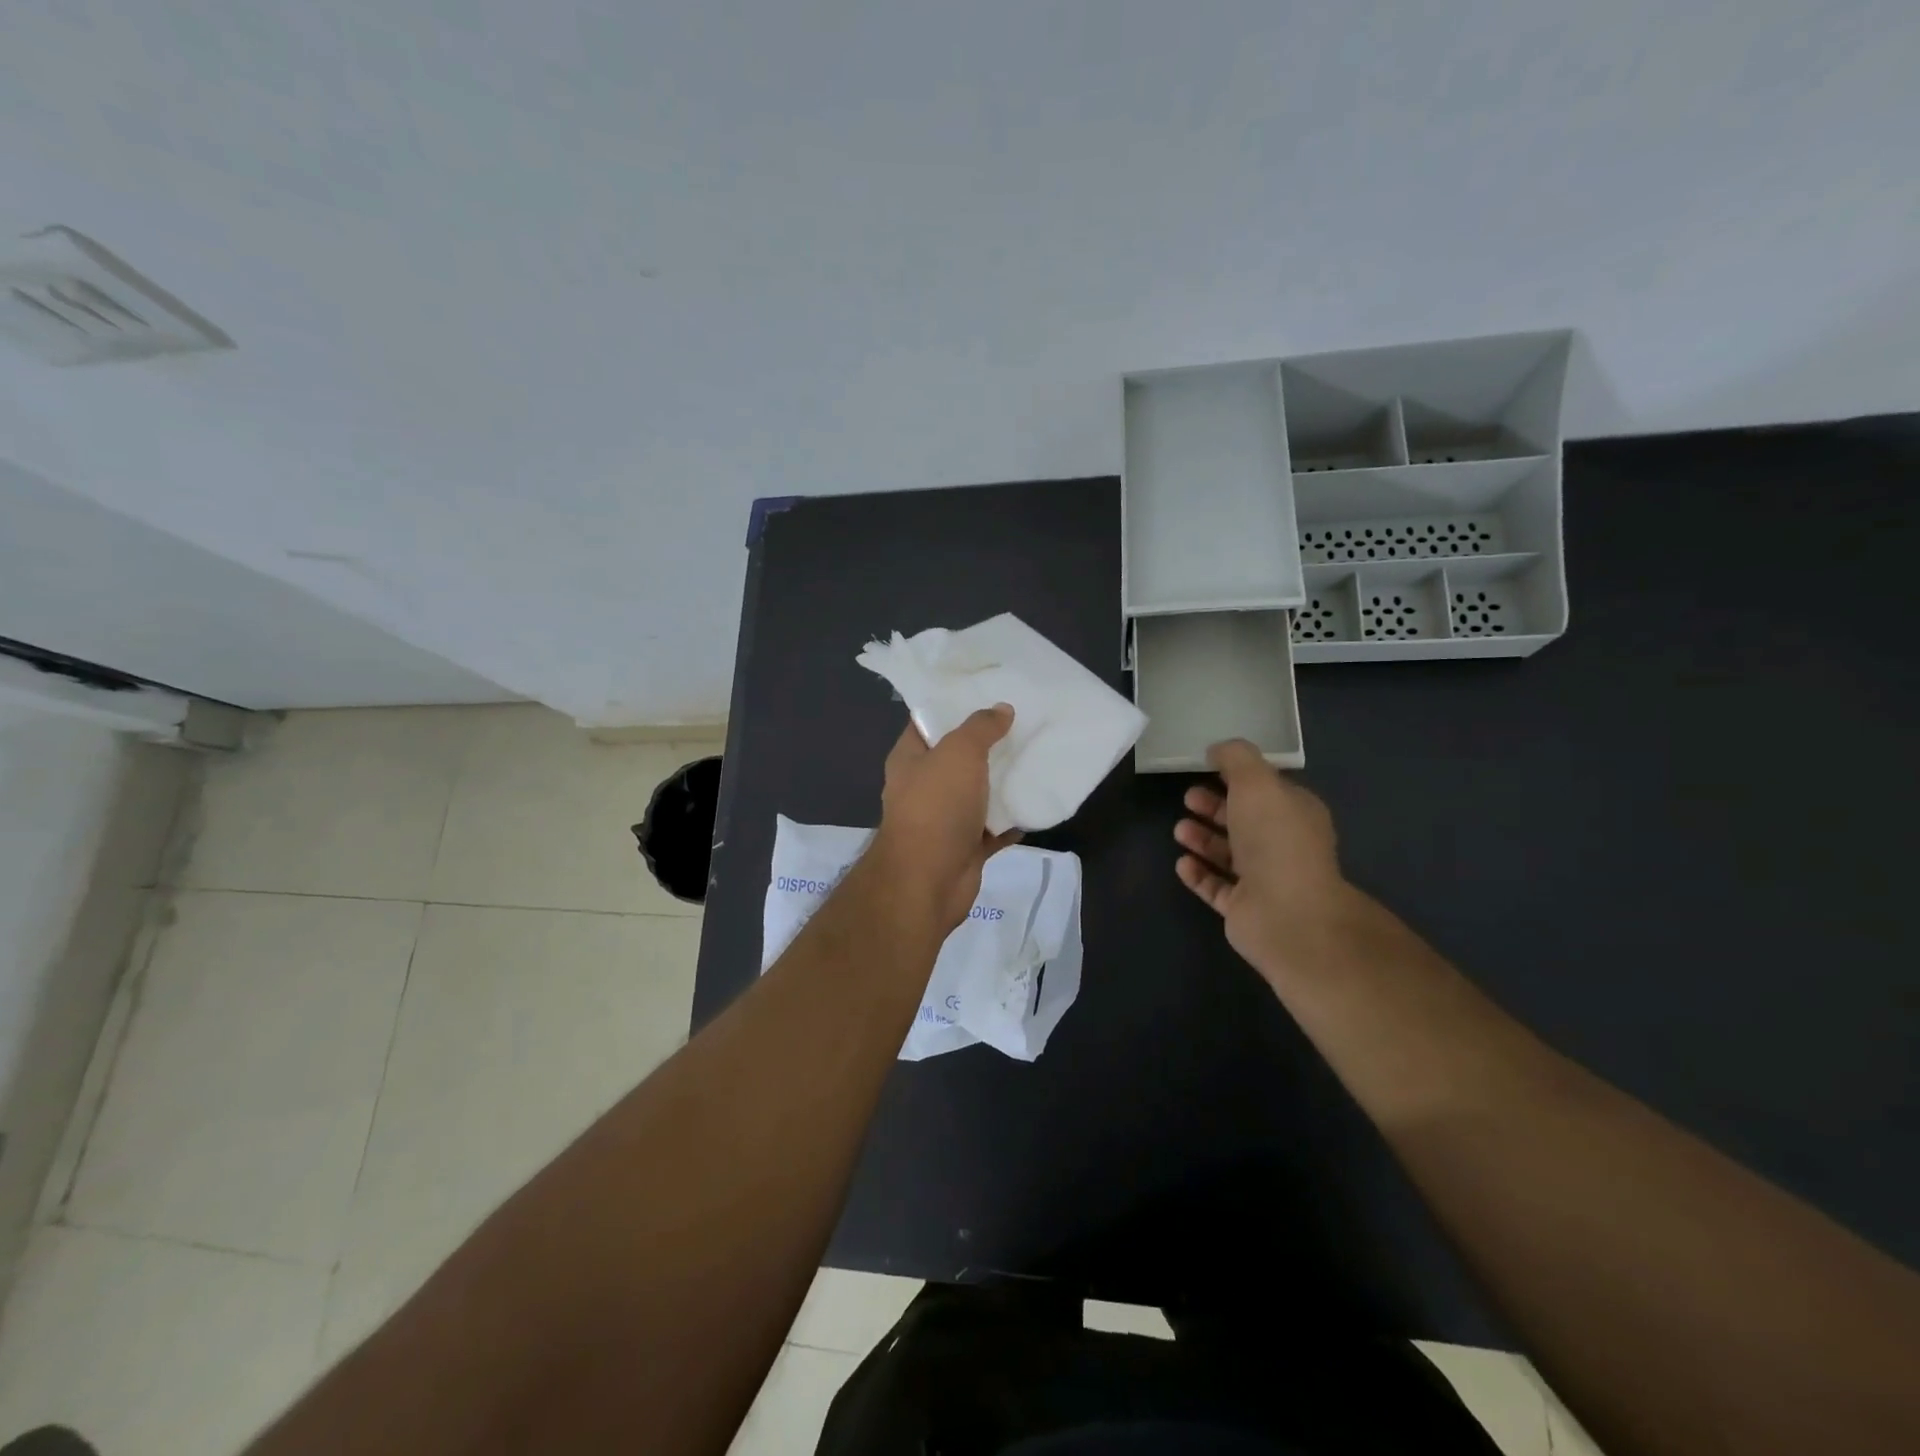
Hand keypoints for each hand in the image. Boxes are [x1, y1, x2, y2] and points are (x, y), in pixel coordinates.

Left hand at [871, 705, 1020, 930]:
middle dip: (988, 743)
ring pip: (978, 793)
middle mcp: (924, 787)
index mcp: (910, 759)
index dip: (954, 704)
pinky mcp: (966, 847)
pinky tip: (1037, 801)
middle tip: (1023, 722)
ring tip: (1037, 755)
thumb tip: (1001, 709)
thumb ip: (980, 728)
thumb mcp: (958, 753)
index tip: (988, 690)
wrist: (928, 881)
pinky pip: (994, 827)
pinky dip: (1013, 819)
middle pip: (958, 757)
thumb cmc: (936, 807)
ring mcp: (944, 819)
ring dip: (1004, 781)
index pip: (929, 721)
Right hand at [1173, 739, 1358, 988]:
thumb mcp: (1256, 782)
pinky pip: (1216, 887)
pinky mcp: (1245, 909)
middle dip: (1215, 807)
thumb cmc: (1275, 840)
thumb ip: (1236, 758)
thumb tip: (1218, 750)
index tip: (1207, 767)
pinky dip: (1198, 874)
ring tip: (1178, 830)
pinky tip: (1182, 864)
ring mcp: (1265, 880)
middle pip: (1244, 821)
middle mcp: (1283, 846)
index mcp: (1295, 813)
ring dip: (1203, 840)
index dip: (1238, 777)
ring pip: (1229, 854)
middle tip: (1187, 798)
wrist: (1287, 914)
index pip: (1267, 790)